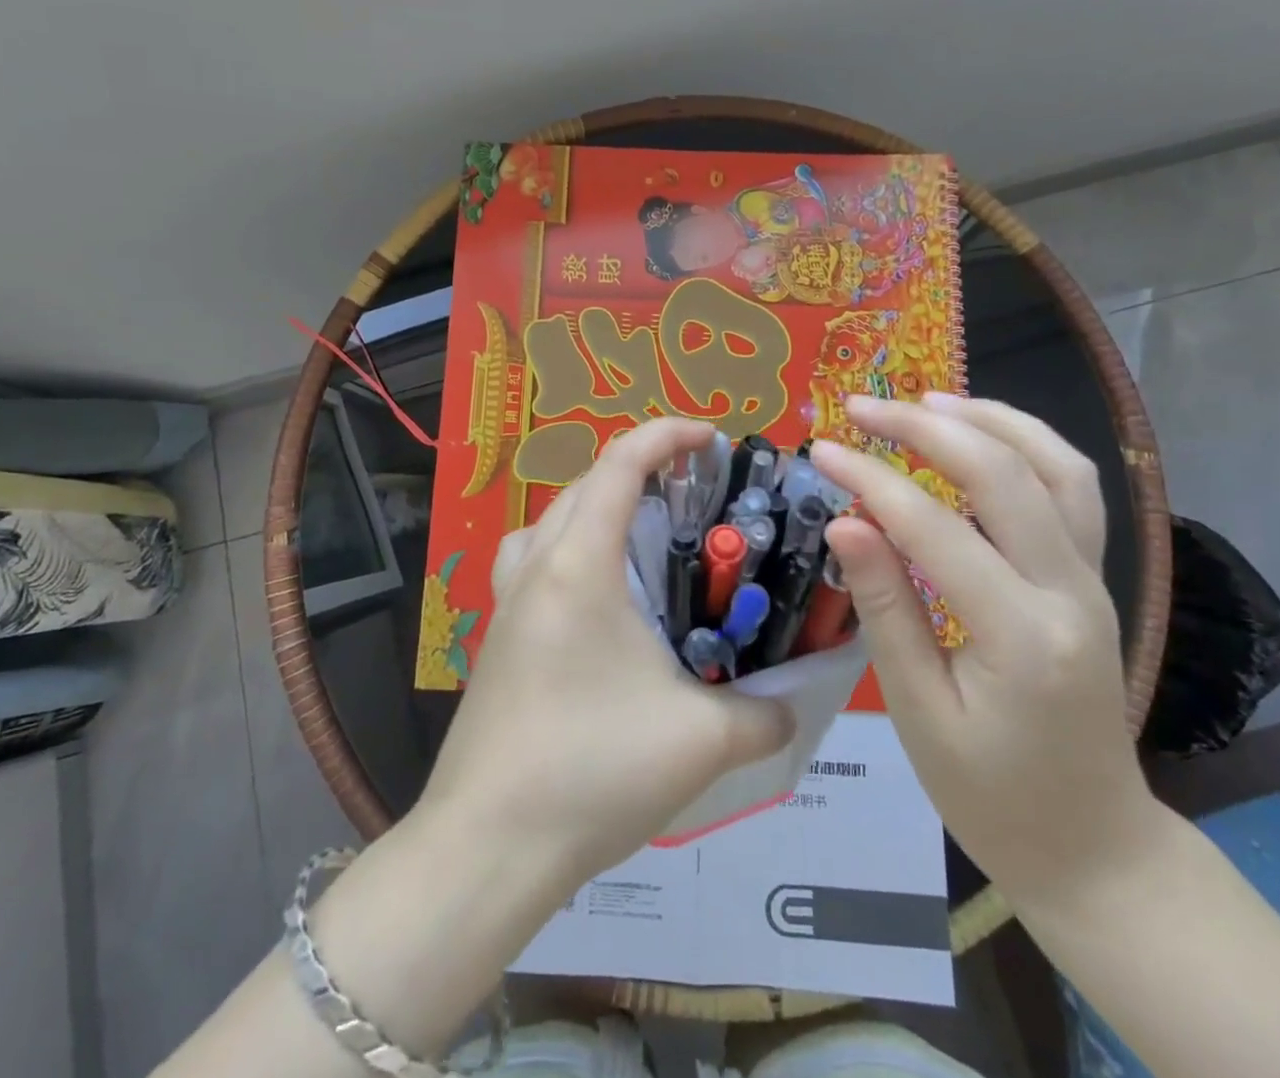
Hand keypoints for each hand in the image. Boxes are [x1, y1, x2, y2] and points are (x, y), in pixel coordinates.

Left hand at [419, 417, 793, 887]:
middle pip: (584, 484)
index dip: (667, 435)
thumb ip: (763, 715)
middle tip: (692, 493)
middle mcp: (537, 567)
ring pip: (550, 520)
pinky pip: (531, 562)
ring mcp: (507, 602)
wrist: (487, 845)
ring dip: (596, 507)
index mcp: (580, 565)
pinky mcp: (496, 637)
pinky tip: (597, 601)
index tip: (711, 438)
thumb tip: (792, 706)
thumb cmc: (592, 770)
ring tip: (641, 536)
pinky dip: (567, 550)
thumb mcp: (701, 742)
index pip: (621, 464)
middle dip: (639, 470)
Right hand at [810, 395, 1161, 908]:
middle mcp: (1071, 592)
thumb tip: (845, 521)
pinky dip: (1026, 445)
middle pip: (1004, 474)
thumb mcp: (919, 711)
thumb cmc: (991, 794)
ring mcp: (1094, 580)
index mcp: (1022, 635)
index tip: (820, 450)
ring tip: (926, 399)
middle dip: (925, 428)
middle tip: (860, 407)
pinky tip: (979, 435)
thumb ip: (885, 607)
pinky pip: (1071, 490)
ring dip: (990, 419)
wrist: (1094, 847)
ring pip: (1057, 466)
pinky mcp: (1093, 579)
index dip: (871, 479)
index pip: (935, 529)